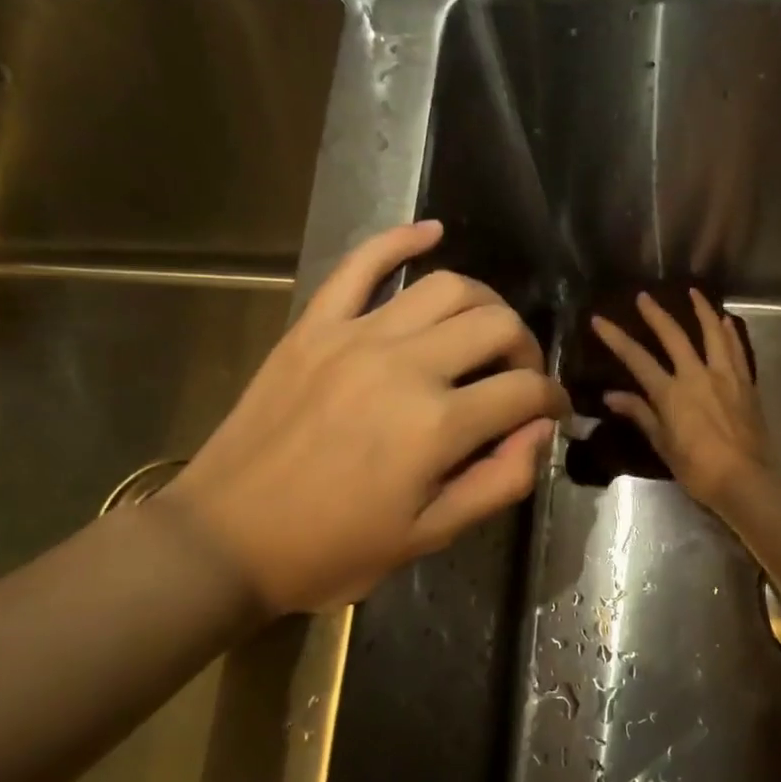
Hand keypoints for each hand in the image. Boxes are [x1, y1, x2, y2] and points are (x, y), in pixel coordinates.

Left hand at [162, 221, 567, 613]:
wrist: (225, 539)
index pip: (525, 391)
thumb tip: (540, 431)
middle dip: (527, 349)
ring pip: (446, 287)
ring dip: (485, 303)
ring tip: (488, 330)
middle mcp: (405, 366)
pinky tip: (432, 232)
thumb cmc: (333, 549)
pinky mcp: (315, 326)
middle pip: (497, 325)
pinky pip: (361, 264)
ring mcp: (356, 336)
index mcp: (436, 426)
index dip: (553, 400)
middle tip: (522, 376)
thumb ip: (499, 482)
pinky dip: (400, 240)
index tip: (555, 412)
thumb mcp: (429, 537)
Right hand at [591, 289, 769, 508]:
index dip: (616, 338)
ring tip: (694, 292)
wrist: (744, 480)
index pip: (637, 359)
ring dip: (702, 310)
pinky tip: (726, 321)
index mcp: (671, 393)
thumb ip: (640, 414)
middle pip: (674, 336)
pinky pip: (737, 350)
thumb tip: (611, 396)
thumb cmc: (697, 468)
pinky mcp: (746, 383)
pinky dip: (730, 333)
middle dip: (656, 314)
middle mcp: (697, 376)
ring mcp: (725, 376)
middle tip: (644, 296)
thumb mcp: (663, 444)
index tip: (599, 320)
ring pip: (712, 333)